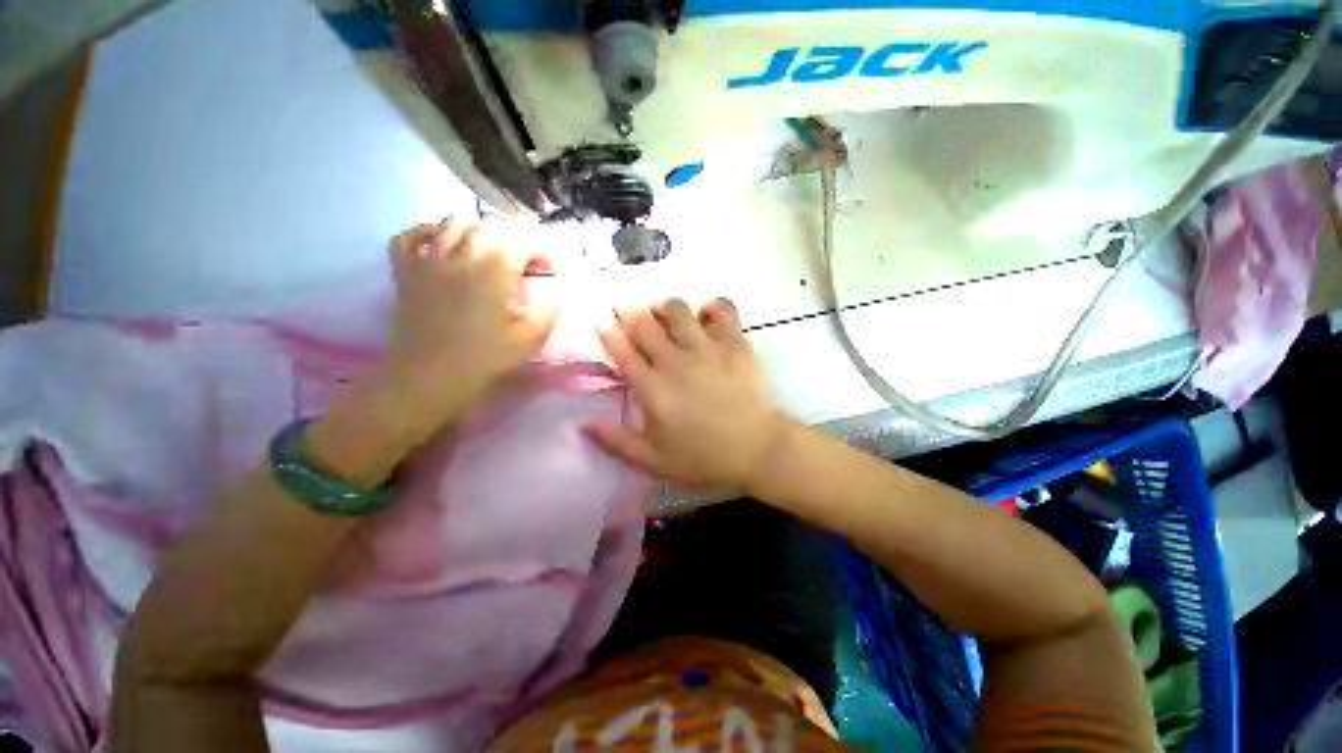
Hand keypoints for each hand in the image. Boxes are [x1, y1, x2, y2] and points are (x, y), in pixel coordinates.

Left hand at [379, 220, 554, 421]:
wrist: (430, 375)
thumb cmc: (483, 358)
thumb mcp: (528, 340)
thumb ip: (546, 314)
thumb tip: (552, 300)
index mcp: (493, 271)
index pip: (521, 245)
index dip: (538, 254)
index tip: (546, 270)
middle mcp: (461, 255)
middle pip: (487, 229)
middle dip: (508, 243)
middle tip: (517, 265)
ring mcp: (428, 260)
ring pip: (451, 224)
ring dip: (473, 232)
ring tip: (484, 252)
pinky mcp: (405, 271)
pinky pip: (408, 237)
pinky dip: (425, 233)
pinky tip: (438, 244)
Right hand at [585, 297, 790, 489]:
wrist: (755, 448)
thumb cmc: (702, 456)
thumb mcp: (652, 460)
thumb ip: (616, 441)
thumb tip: (584, 422)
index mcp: (652, 388)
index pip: (622, 352)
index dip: (609, 334)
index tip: (602, 322)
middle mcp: (675, 361)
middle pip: (644, 324)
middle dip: (629, 312)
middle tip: (627, 310)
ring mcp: (707, 348)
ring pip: (678, 310)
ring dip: (666, 307)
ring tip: (664, 312)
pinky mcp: (735, 343)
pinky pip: (723, 310)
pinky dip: (714, 306)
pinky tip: (708, 314)